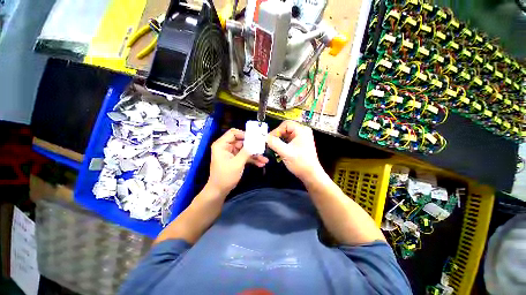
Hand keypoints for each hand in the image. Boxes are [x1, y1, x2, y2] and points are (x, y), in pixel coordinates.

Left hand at [208, 128, 267, 193]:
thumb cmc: (226, 176)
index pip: (233, 133)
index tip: (255, 138)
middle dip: (253, 146)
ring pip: (245, 150)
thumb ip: (246, 151)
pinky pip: (245, 156)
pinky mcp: (236, 159)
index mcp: (222, 145)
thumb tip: (256, 142)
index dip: (244, 134)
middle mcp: (226, 147)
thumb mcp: (237, 163)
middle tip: (263, 148)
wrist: (220, 190)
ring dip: (255, 154)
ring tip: (265, 159)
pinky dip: (252, 159)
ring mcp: (232, 153)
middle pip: (242, 142)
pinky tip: (261, 163)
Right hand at [266, 121, 323, 181]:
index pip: (286, 124)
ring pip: (286, 134)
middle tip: (270, 143)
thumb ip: (274, 143)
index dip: (276, 130)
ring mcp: (302, 137)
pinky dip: (283, 143)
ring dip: (279, 140)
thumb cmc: (300, 163)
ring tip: (274, 147)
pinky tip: (279, 149)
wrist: (310, 175)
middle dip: (277, 135)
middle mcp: (303, 131)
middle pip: (286, 128)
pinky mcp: (300, 143)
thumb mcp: (285, 152)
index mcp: (302, 130)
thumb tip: (265, 137)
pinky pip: (288, 139)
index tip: (270, 139)